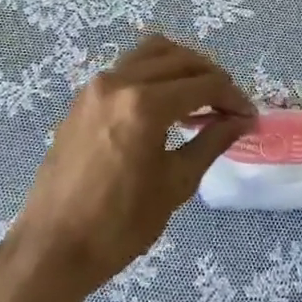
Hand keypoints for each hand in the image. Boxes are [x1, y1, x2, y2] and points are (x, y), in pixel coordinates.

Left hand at [1, 34, 253, 301]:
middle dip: (211, 77)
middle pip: (180, 58)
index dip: (232, 97)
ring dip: (183, 67)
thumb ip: (211, 142)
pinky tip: (167, 104)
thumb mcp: (175, 184)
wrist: (52, 248)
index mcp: (144, 105)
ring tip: (200, 98)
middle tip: (229, 107)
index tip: (249, 116)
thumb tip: (242, 120)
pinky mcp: (84, 97)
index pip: (203, 84)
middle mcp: (119, 82)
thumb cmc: (119, 226)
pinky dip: (155, 73)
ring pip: (152, 52)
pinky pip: (129, 67)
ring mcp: (97, 86)